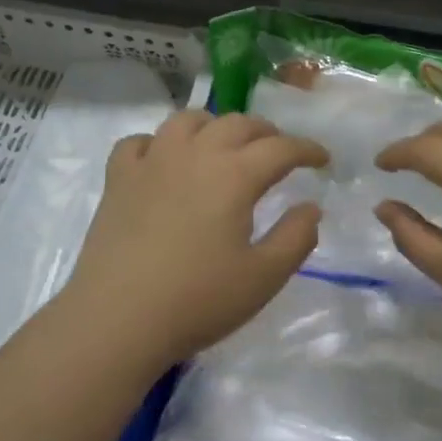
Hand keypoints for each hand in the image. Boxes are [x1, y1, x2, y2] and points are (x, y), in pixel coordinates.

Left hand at [61, 110, 326, 369]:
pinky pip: (139, 142)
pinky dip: (159, 143)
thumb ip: (296, 237)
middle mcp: (194, 154)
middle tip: (279, 153)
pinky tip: (164, 161)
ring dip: (215, 126)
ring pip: (187, 121)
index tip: (323, 160)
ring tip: (224, 146)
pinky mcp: (118, 179)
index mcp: (234, 175)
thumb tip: (310, 207)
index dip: (307, 149)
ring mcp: (151, 162)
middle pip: (237, 123)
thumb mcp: (264, 277)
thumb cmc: (198, 301)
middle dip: (267, 133)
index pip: (281, 147)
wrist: (118, 320)